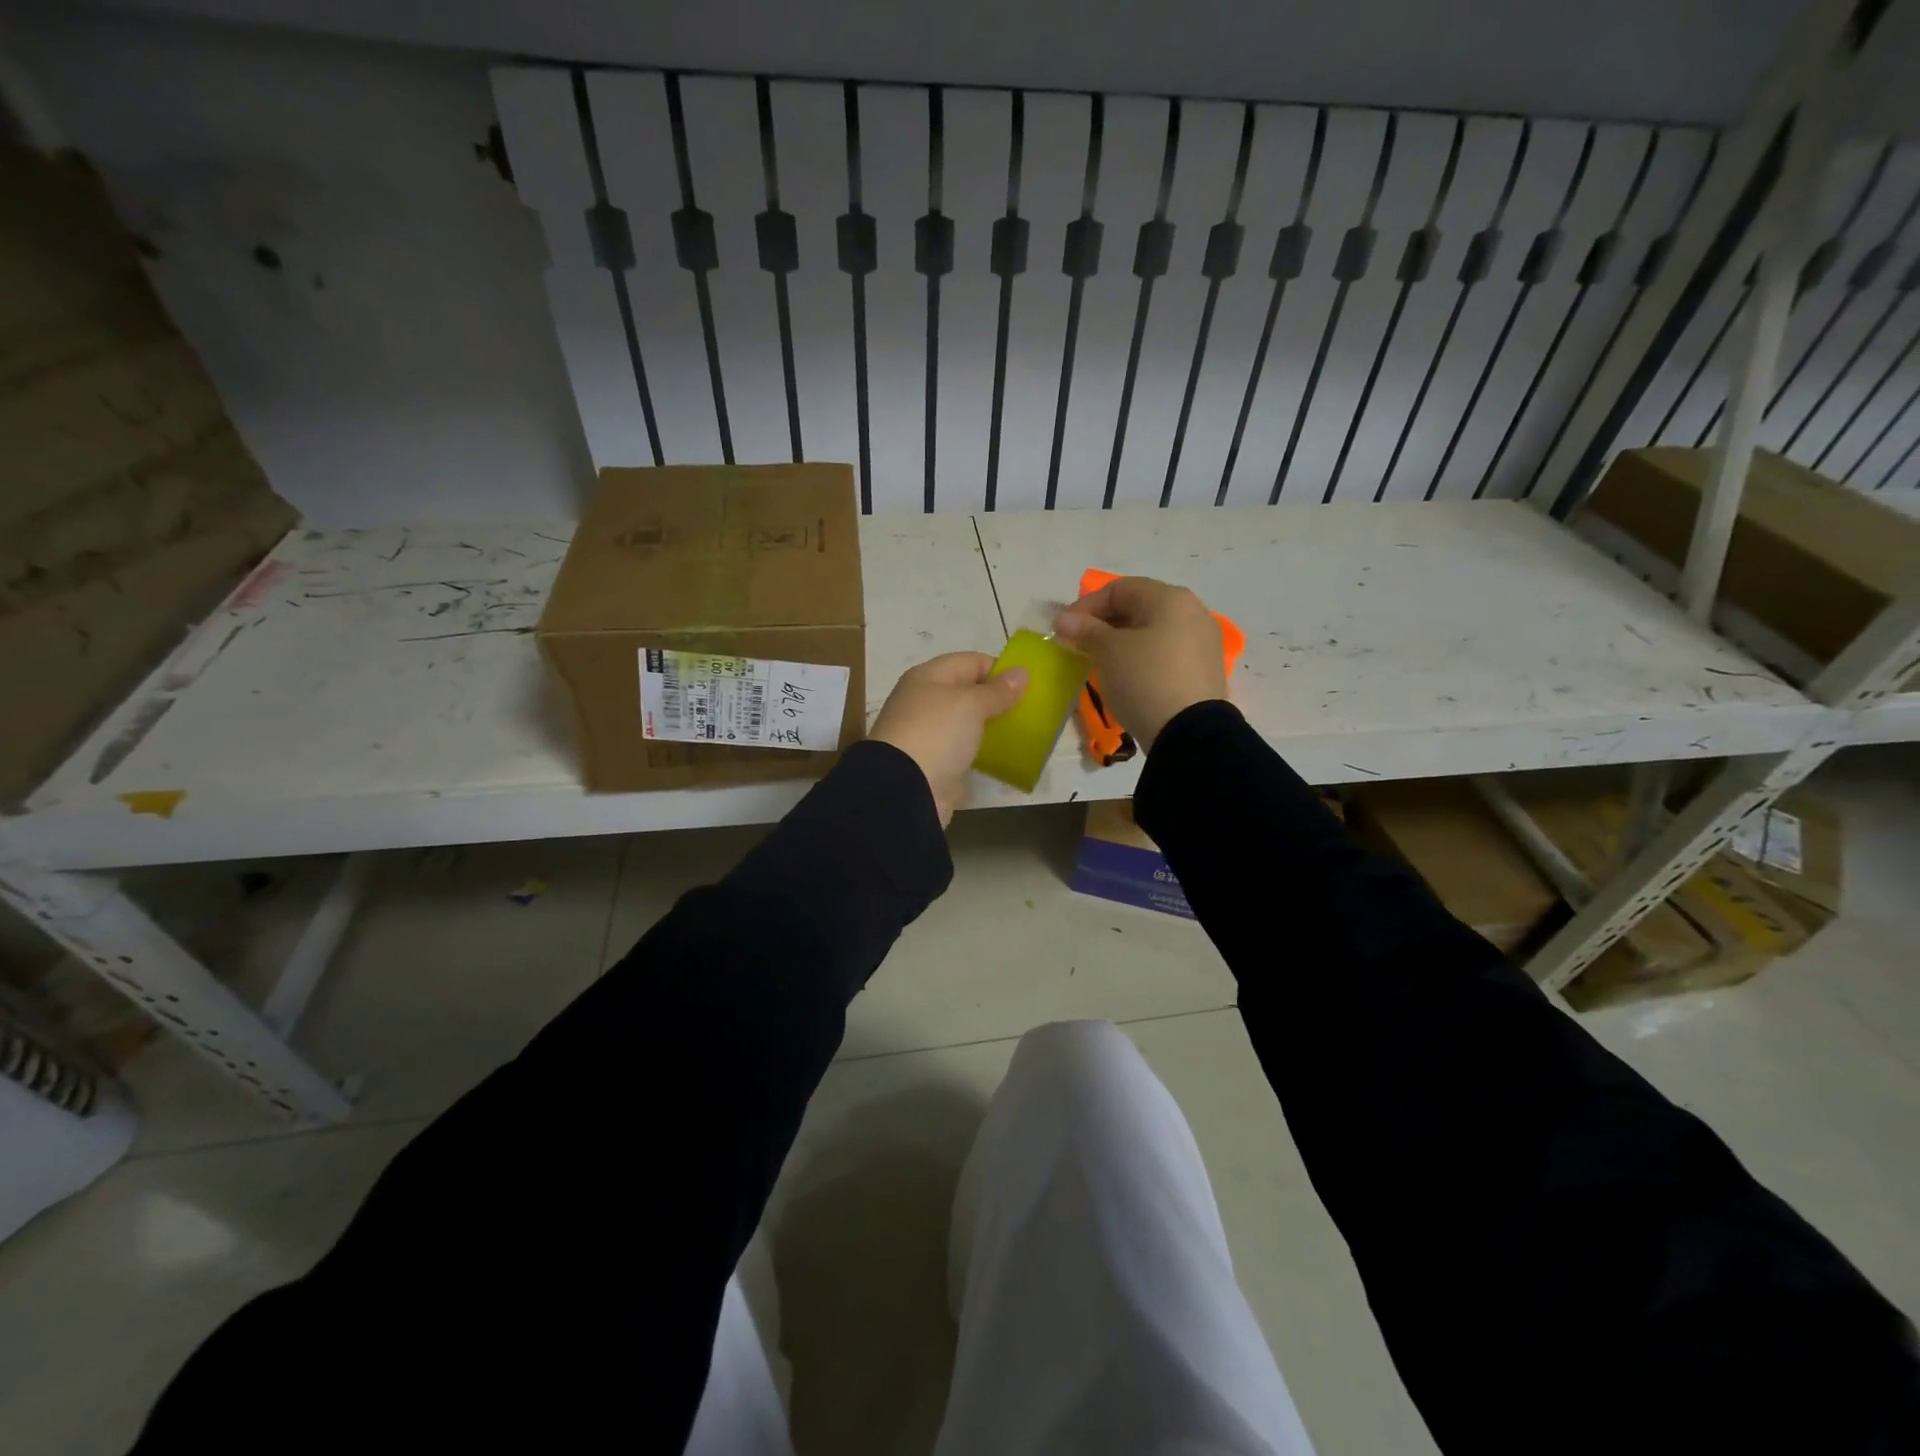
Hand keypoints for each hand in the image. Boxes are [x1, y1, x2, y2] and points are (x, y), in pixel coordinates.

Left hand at [871, 652, 1028, 824]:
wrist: (904, 788)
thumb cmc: (936, 733)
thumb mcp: (970, 704)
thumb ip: (997, 690)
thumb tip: (1021, 673)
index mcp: (928, 677)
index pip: (971, 662)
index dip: (1000, 670)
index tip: (1028, 687)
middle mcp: (925, 700)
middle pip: (967, 692)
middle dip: (997, 699)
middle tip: (1028, 711)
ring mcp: (927, 733)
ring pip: (966, 722)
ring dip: (990, 726)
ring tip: (1020, 733)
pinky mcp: (933, 762)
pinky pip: (963, 749)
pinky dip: (981, 750)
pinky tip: (1002, 756)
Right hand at [1051, 577, 1225, 751]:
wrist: (1190, 733)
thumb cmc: (1146, 680)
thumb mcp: (1109, 652)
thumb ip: (1086, 629)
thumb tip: (1063, 619)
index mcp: (1170, 598)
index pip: (1119, 588)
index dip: (1086, 606)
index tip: (1063, 629)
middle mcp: (1192, 611)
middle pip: (1138, 608)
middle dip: (1103, 624)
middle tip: (1079, 645)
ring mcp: (1202, 641)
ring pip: (1151, 631)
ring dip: (1121, 642)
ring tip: (1099, 662)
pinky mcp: (1203, 669)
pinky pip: (1164, 652)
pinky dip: (1141, 657)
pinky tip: (1126, 676)